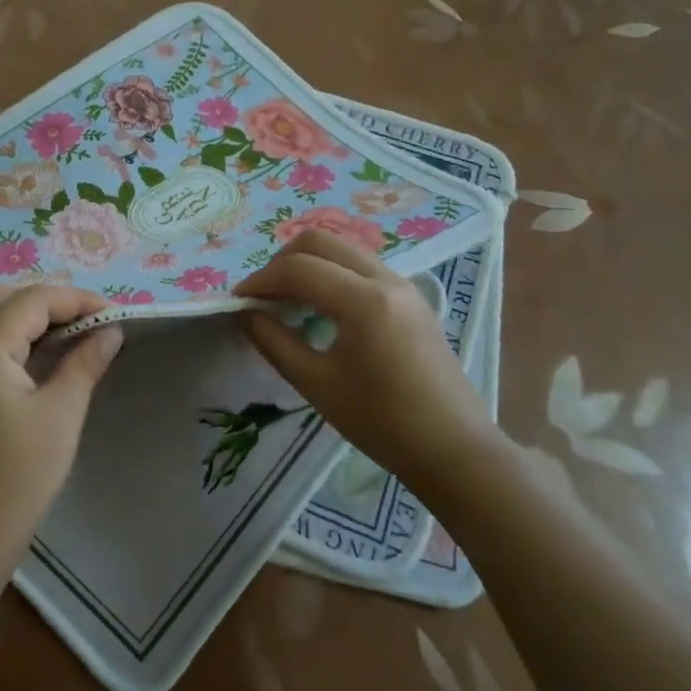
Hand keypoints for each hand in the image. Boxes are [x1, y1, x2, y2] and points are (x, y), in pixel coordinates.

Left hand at [0, 287, 122, 597]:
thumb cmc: (18, 475)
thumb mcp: (61, 414)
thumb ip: (85, 364)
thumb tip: (111, 331)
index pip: (32, 301)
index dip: (76, 299)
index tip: (115, 314)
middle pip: (17, 313)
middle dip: (64, 312)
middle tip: (107, 326)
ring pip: (10, 336)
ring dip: (50, 333)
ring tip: (92, 341)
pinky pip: (3, 361)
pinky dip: (34, 355)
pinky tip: (62, 367)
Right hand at [233, 232, 498, 485]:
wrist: (453, 448)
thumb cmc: (381, 422)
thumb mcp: (316, 384)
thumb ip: (274, 342)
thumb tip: (245, 313)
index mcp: (363, 301)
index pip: (298, 269)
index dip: (260, 281)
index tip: (237, 302)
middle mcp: (385, 279)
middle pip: (320, 241)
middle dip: (282, 261)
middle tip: (262, 296)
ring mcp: (403, 284)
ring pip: (342, 248)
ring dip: (308, 264)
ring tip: (287, 300)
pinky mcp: (411, 296)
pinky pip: (360, 264)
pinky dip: (331, 272)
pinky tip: (320, 307)